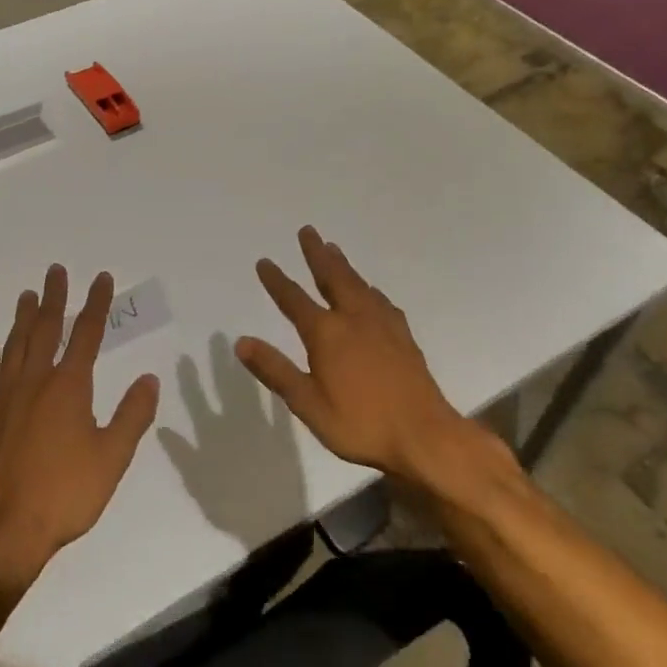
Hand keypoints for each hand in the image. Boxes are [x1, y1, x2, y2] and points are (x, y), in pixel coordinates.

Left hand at [0, 265, 159, 596]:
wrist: (1, 531)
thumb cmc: (64, 494)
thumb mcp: (113, 457)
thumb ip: (132, 415)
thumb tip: (150, 379)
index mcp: (69, 387)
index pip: (86, 334)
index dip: (95, 304)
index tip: (100, 278)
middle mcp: (35, 383)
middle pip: (45, 330)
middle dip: (54, 298)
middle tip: (55, 271)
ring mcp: (5, 400)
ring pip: (15, 348)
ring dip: (23, 319)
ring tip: (27, 296)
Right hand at [235, 227, 491, 486]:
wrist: (424, 435)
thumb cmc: (360, 423)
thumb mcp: (307, 403)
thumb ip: (275, 370)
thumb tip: (241, 341)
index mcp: (327, 333)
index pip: (294, 300)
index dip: (277, 281)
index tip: (264, 261)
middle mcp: (354, 318)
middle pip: (332, 277)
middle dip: (316, 254)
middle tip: (308, 231)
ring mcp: (383, 325)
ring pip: (358, 284)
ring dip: (343, 265)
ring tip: (334, 249)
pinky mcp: (403, 336)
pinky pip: (381, 300)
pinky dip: (369, 289)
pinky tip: (372, 293)